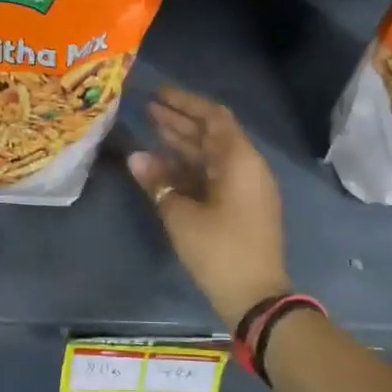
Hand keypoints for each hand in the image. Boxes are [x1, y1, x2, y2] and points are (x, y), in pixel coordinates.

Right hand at [128, 86, 289, 326]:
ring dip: (183, 142)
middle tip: (147, 109)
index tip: (158, 93)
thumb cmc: (220, 251)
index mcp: (239, 161)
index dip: (186, 103)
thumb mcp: (182, 216)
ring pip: (210, 155)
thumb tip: (135, 157)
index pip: (214, 117)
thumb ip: (158, 182)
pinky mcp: (240, 206)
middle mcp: (246, 168)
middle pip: (212, 134)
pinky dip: (189, 167)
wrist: (256, 298)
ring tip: (151, 129)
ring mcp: (245, 188)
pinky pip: (212, 175)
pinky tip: (162, 165)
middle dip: (180, 120)